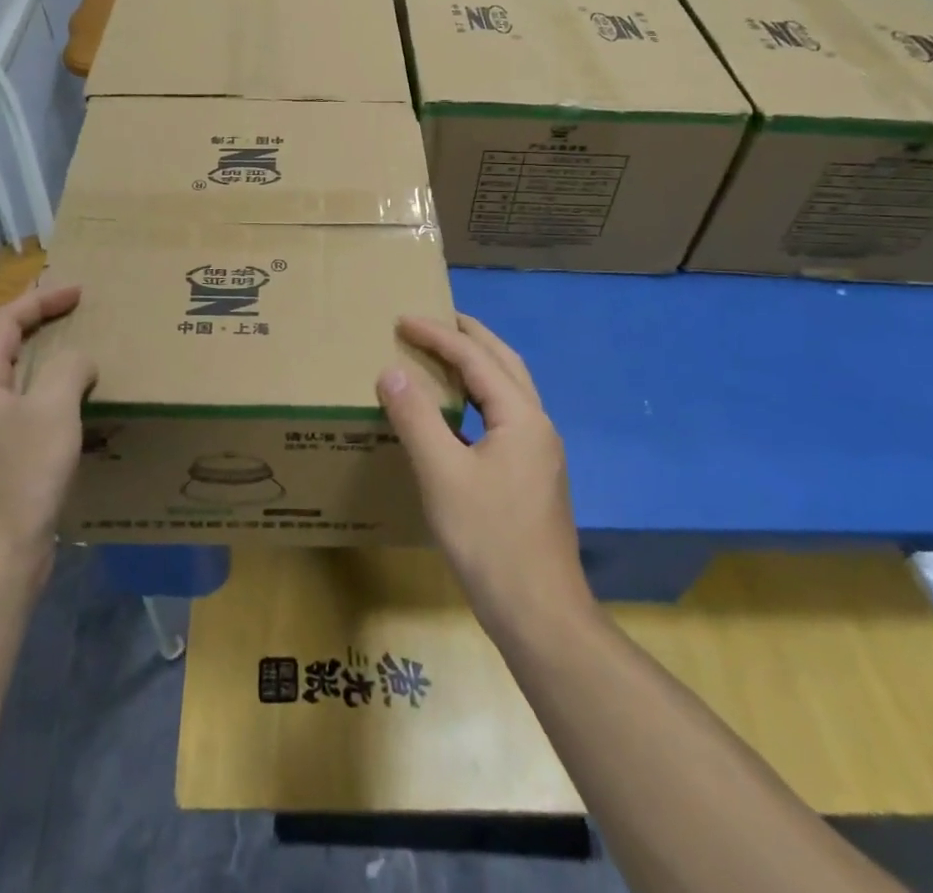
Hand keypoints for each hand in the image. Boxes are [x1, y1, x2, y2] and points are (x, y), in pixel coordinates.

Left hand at [0, 285, 96, 577]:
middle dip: (42, 328)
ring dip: (47, 367)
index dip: (42, 299)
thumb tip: (79, 362)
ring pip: (13, 385)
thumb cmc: (20, 476)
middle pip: (4, 349)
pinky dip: (46, 401)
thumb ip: (69, 369)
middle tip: (80, 319)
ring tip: (82, 361)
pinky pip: (19, 416)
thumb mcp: (53, 410)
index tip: (79, 291)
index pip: (5, 321)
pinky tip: (73, 414)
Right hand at [378, 314, 593, 644]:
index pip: (475, 359)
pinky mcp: (534, 477)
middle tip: (435, 320)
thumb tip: (392, 372)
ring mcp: (540, 453)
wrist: (539, 613)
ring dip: (479, 365)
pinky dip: (480, 398)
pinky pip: (505, 416)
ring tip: (444, 356)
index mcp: (521, 417)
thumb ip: (416, 418)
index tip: (402, 320)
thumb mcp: (442, 474)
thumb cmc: (489, 538)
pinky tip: (459, 416)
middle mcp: (538, 425)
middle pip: (504, 363)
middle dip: (470, 337)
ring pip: (509, 390)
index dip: (437, 336)